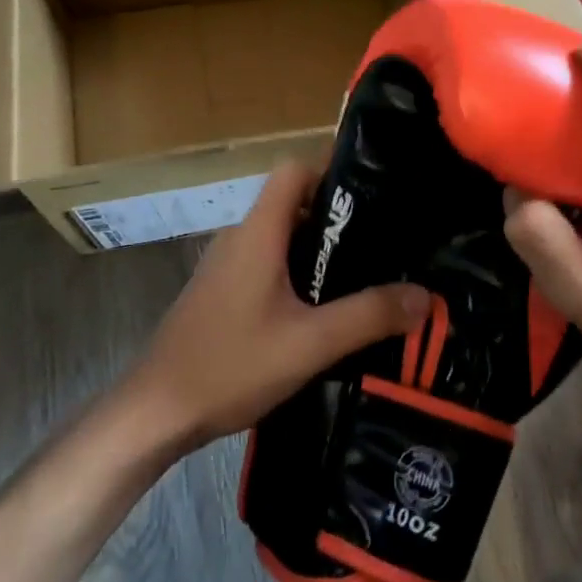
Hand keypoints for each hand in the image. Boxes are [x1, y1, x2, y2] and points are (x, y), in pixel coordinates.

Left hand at [131, 160, 430, 450]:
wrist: (156, 412)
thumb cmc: (231, 365)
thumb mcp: (310, 343)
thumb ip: (369, 316)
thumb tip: (425, 297)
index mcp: (258, 233)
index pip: (294, 170)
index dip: (332, 169)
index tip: (374, 191)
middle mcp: (240, 238)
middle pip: (292, 203)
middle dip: (336, 216)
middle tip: (383, 238)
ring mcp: (226, 266)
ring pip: (280, 237)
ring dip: (317, 249)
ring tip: (363, 273)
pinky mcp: (221, 292)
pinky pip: (266, 264)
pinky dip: (296, 272)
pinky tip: (321, 310)